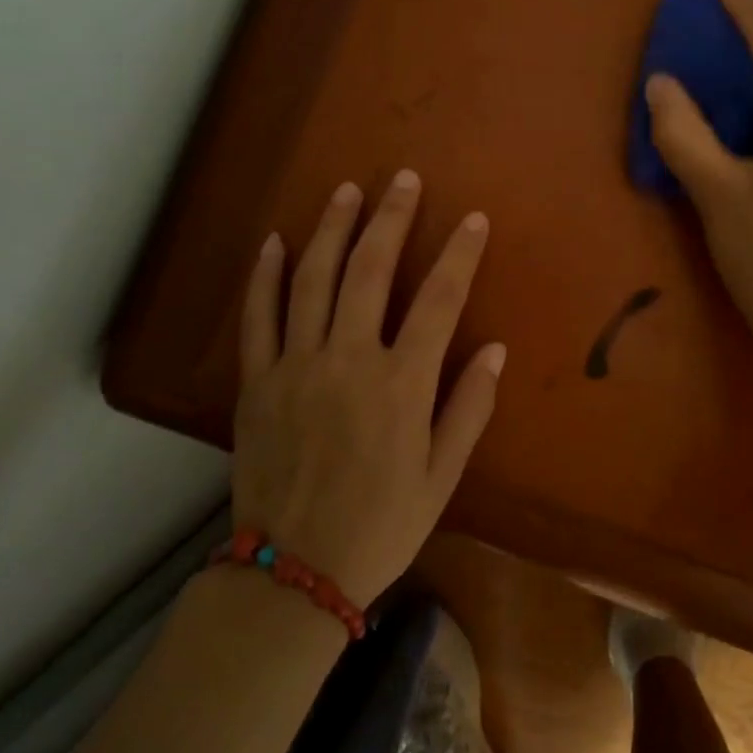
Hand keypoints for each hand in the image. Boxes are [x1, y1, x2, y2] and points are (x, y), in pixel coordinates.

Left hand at [231, 171, 505, 604]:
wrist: (294, 572)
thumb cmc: (381, 525)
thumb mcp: (442, 476)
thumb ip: (469, 408)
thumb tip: (495, 349)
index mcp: (401, 384)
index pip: (438, 300)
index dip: (459, 254)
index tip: (472, 219)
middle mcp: (347, 361)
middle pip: (370, 271)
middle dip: (391, 219)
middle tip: (403, 180)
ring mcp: (295, 366)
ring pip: (312, 280)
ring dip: (331, 229)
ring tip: (346, 191)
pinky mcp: (256, 382)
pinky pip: (258, 316)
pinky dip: (265, 275)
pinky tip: (275, 242)